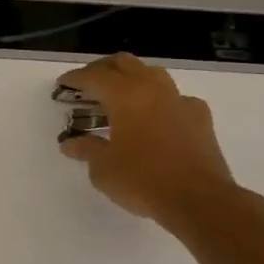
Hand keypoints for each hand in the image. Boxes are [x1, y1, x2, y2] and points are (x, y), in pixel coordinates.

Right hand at [57, 54, 241, 231]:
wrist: (199, 200)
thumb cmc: (143, 180)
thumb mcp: (103, 169)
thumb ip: (86, 149)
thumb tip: (71, 143)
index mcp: (125, 96)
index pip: (94, 76)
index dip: (74, 78)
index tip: (62, 85)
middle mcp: (153, 90)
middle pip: (124, 63)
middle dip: (102, 69)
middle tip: (87, 84)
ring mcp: (180, 101)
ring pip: (152, 74)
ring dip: (132, 78)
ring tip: (119, 97)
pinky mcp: (200, 118)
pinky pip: (175, 98)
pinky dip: (158, 101)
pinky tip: (154, 118)